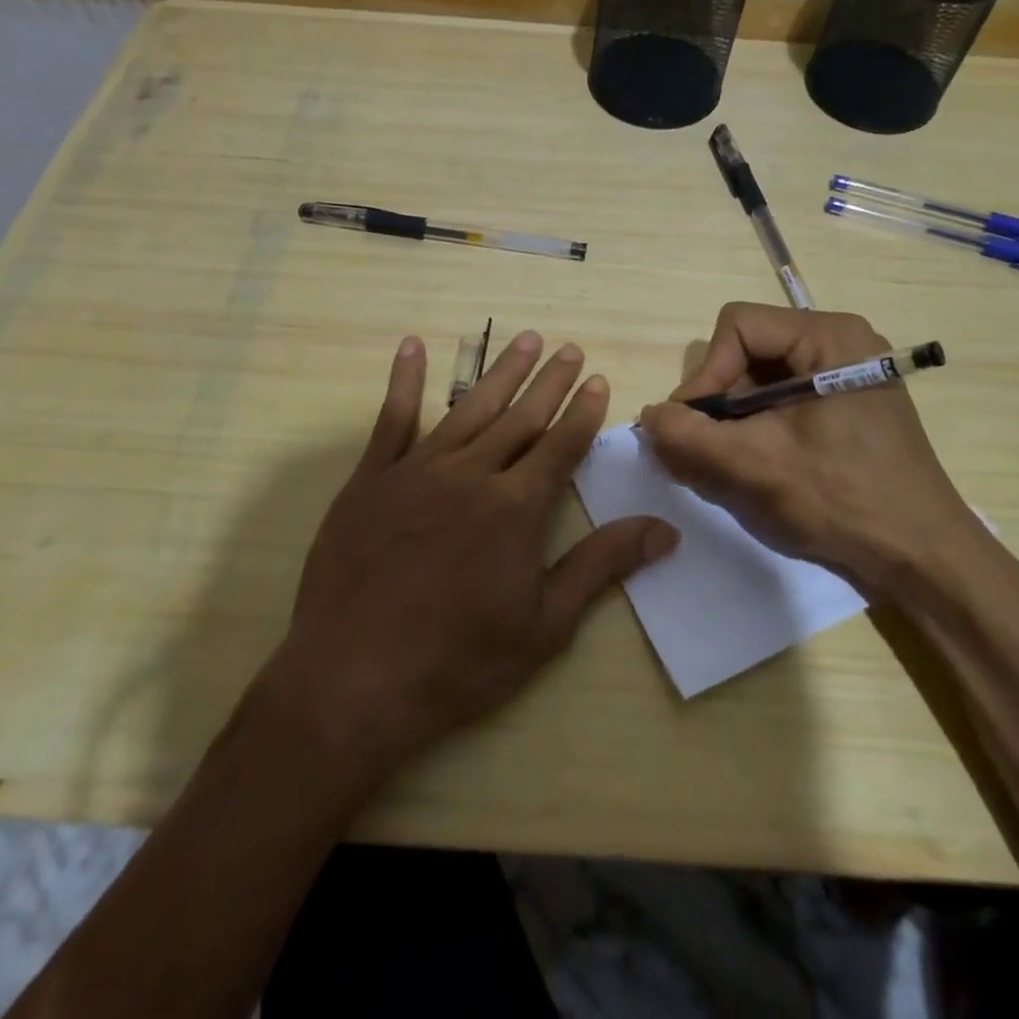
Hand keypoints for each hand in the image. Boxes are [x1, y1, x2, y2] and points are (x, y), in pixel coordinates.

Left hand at [263, 331, 677, 775]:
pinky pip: (391, 419)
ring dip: (500, 372)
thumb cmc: (459, 660)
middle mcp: (471, 474)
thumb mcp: (546, 624)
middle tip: (569, 347)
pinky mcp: (372, 479)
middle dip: (549, 381)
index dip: (583, 412)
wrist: (353, 679)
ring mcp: (417, 471)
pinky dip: (404, 380)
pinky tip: (412, 346)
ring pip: (469, 408)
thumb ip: (602, 566)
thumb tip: (664, 529)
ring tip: (524, 339)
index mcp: (516, 507)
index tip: (598, 379)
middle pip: (520, 417)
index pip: (561, 445)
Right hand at [638, 303, 982, 592]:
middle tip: (707, 450)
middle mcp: (840, 342)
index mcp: (828, 336)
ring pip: (762, 379)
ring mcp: (847, 374)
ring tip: (728, 464)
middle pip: (749, 351)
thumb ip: (689, 436)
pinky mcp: (848, 405)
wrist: (922, 558)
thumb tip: (648, 417)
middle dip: (720, 401)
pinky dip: (758, 429)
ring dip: (735, 420)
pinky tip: (756, 465)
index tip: (694, 425)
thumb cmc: (843, 500)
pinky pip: (784, 401)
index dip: (706, 373)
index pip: (738, 326)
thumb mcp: (755, 465)